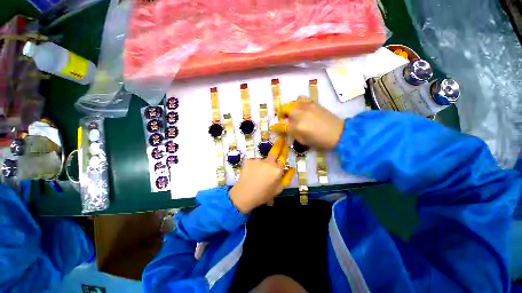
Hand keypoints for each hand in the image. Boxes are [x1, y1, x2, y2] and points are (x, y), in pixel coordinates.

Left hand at [229, 136, 294, 213]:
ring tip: (258, 173)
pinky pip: (255, 161)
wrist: (243, 195)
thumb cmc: (263, 194)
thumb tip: (292, 168)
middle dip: (279, 144)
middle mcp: (268, 162)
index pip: (283, 157)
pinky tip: (252, 173)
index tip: (286, 144)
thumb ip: (287, 177)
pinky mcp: (248, 160)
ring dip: (263, 163)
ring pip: (263, 159)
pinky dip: (255, 165)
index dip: (284, 151)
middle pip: (275, 151)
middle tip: (281, 138)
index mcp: (277, 169)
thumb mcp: (278, 189)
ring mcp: (257, 160)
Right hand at [272, 97, 344, 149]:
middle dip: (282, 116)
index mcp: (297, 127)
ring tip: (292, 114)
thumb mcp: (304, 142)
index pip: (281, 125)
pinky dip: (298, 102)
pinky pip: (301, 98)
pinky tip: (301, 107)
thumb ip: (293, 134)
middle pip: (285, 110)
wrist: (339, 133)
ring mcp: (307, 106)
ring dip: (289, 109)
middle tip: (285, 121)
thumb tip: (286, 128)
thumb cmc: (321, 141)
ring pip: (292, 104)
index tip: (274, 127)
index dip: (276, 126)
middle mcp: (300, 114)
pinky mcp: (313, 103)